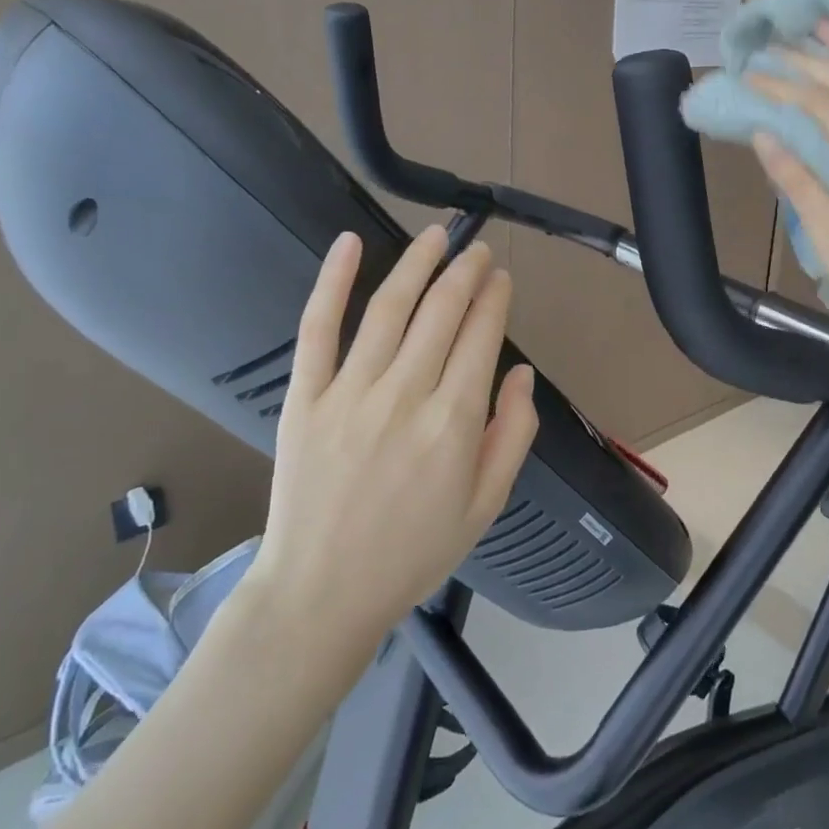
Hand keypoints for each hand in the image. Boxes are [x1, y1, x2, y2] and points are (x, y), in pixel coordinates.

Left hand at [248, 227, 538, 641]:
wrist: (322, 592)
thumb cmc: (413, 552)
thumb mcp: (486, 506)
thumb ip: (513, 435)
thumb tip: (522, 374)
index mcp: (454, 422)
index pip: (481, 336)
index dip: (495, 299)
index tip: (502, 279)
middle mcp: (405, 395)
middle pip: (442, 312)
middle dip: (466, 272)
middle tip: (478, 251)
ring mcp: (350, 391)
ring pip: (390, 307)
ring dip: (418, 263)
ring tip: (437, 235)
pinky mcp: (306, 396)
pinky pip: (318, 327)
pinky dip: (332, 281)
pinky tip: (349, 244)